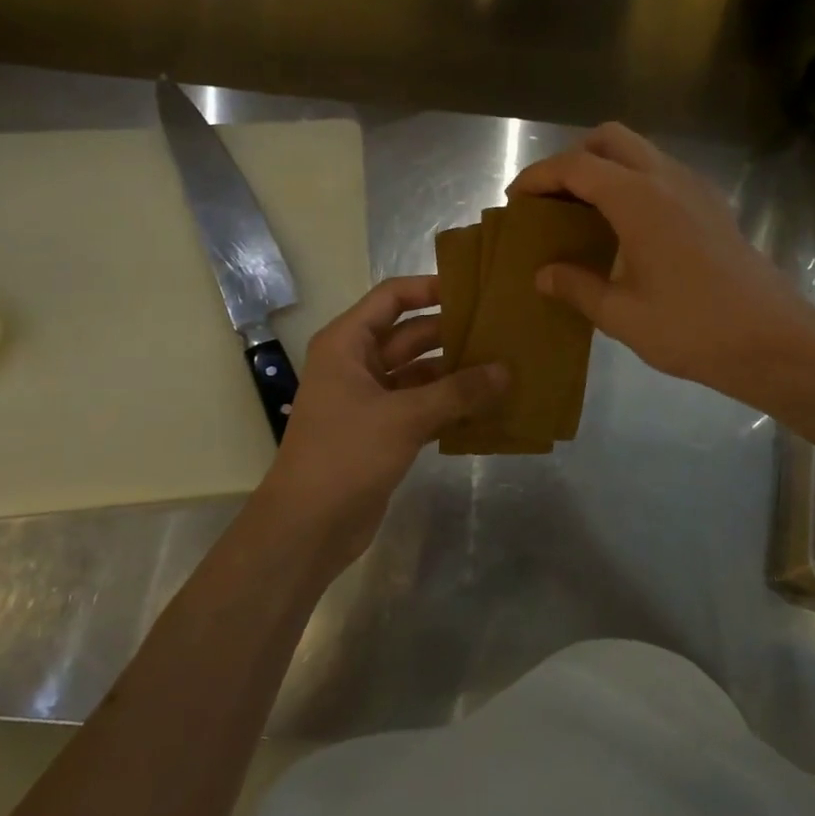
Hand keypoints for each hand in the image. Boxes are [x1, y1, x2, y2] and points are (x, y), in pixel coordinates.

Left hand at [259, 276, 505, 565]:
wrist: (308, 527)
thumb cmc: (346, 455)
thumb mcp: (404, 416)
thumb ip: (458, 391)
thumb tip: (506, 371)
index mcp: (347, 343)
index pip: (392, 298)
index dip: (430, 288)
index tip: (475, 290)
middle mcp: (356, 363)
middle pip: (410, 335)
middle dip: (453, 334)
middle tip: (502, 332)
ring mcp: (369, 399)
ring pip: (419, 373)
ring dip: (455, 373)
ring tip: (504, 368)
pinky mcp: (382, 431)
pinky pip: (421, 405)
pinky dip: (449, 405)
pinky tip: (487, 407)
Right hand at [509, 124, 814, 412]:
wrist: (772, 339)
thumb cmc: (692, 328)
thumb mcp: (622, 315)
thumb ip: (577, 287)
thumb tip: (543, 274)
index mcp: (639, 199)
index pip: (576, 167)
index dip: (539, 177)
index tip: (515, 199)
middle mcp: (667, 179)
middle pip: (609, 139)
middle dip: (573, 158)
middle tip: (552, 199)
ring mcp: (695, 188)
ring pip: (640, 151)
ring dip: (605, 167)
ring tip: (583, 212)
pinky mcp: (713, 205)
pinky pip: (662, 173)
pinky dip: (633, 182)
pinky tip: (626, 228)